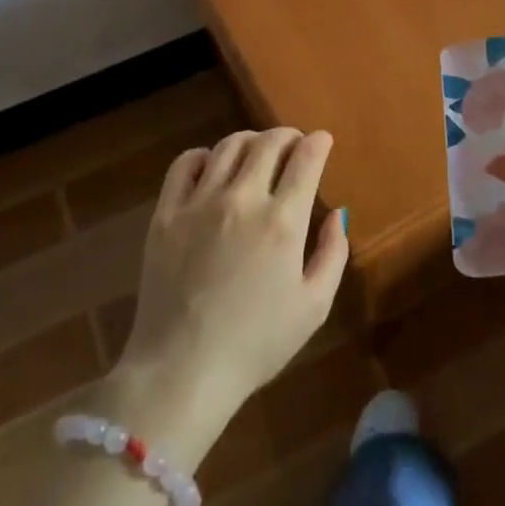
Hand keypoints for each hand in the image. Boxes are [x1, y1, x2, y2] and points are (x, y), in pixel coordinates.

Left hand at [110, 129, 348, 446]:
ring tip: (257, 151)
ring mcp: (200, 202)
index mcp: (282, 221)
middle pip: (268, 143)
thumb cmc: (256, 344)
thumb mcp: (314, 307)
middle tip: (294, 144)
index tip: (322, 141)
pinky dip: (204, 156)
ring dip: (251, 141)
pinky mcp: (166, 212)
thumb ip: (333, 254)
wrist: (183, 369)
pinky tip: (212, 167)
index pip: (305, 159)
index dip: (318, 143)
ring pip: (229, 146)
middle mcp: (242, 199)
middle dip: (288, 136)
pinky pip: (185, 164)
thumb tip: (338, 214)